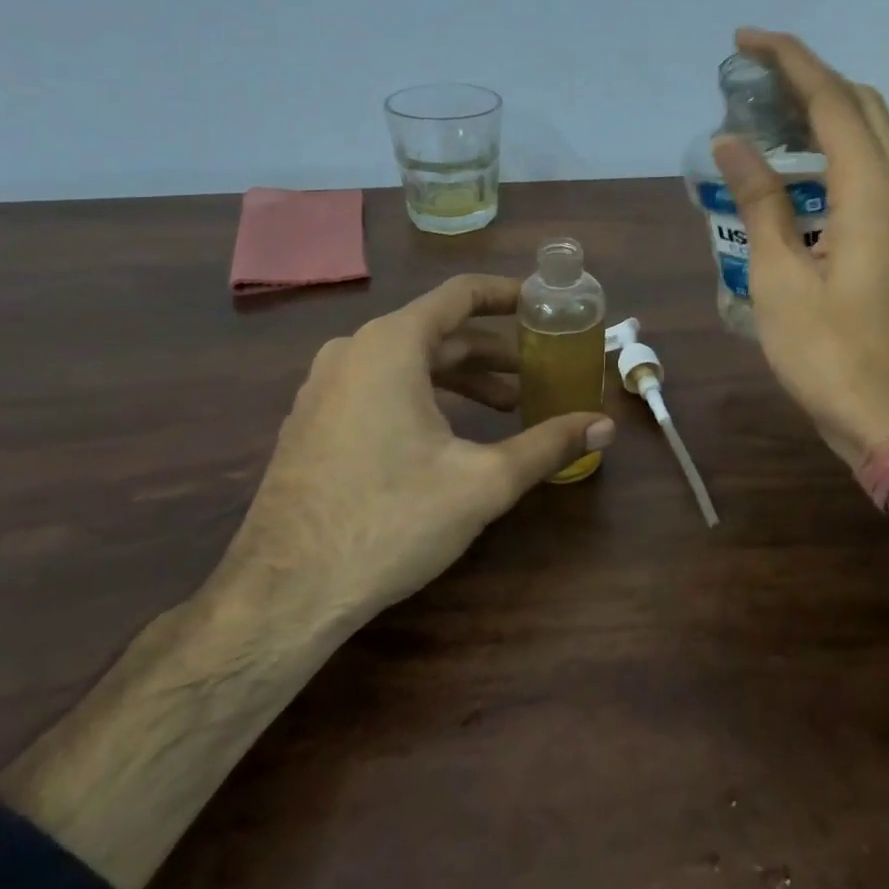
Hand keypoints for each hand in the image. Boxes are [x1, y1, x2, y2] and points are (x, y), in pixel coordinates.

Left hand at [207, 274, 614, 638]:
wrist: (283, 594)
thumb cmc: (391, 520)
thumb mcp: (483, 481)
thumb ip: (548, 445)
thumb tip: (605, 425)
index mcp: (392, 345)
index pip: (460, 295)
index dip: (507, 295)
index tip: (544, 306)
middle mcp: (353, 351)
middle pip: (438, 332)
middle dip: (493, 352)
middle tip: (538, 373)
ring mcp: (325, 386)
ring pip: (408, 362)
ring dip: (461, 378)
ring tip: (506, 407)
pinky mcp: (312, 421)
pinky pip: (379, 385)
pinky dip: (424, 394)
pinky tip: (449, 434)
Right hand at [712, 29, 888, 466]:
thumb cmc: (829, 354)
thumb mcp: (779, 279)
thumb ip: (760, 203)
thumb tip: (732, 143)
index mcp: (871, 192)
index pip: (831, 99)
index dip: (789, 60)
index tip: (745, 40)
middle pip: (860, 106)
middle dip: (809, 78)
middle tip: (752, 79)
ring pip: (869, 138)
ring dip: (821, 115)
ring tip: (763, 119)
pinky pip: (868, 172)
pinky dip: (830, 153)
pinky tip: (792, 176)